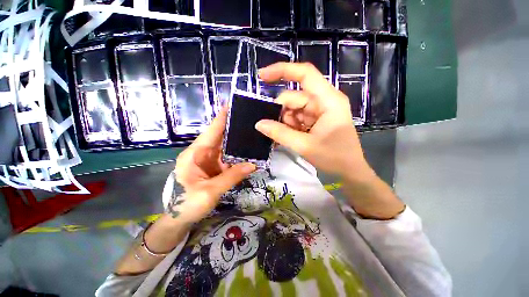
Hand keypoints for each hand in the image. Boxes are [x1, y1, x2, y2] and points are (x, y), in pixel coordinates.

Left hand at [167, 108, 255, 223]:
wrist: (180, 219)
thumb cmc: (187, 204)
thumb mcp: (210, 191)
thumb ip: (232, 177)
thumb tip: (253, 165)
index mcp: (195, 154)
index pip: (211, 132)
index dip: (221, 118)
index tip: (231, 105)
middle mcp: (201, 154)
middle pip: (219, 137)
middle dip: (233, 128)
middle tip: (250, 120)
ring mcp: (208, 161)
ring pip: (225, 148)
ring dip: (237, 143)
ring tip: (252, 133)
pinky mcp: (214, 168)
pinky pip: (227, 158)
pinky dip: (237, 156)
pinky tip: (248, 152)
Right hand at [255, 62, 372, 179]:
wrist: (349, 170)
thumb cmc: (334, 158)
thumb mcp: (304, 146)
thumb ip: (280, 133)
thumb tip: (259, 124)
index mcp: (328, 100)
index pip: (305, 74)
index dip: (282, 71)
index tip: (261, 76)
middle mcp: (325, 100)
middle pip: (295, 97)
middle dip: (283, 112)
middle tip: (276, 130)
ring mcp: (321, 109)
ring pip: (294, 108)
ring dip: (286, 122)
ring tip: (290, 137)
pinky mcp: (317, 118)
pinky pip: (298, 116)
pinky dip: (291, 125)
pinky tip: (293, 136)